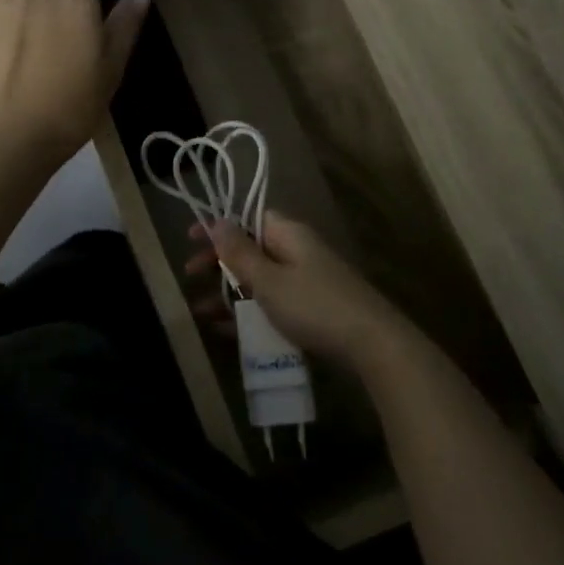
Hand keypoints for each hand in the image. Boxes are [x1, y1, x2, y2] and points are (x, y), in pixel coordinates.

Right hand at [186, 211, 418, 368]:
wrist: (373, 345)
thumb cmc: (314, 306)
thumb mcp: (269, 280)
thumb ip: (240, 253)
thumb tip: (217, 220)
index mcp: (289, 235)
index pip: (249, 218)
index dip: (219, 227)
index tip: (190, 239)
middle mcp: (298, 252)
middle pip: (251, 250)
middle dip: (219, 263)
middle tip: (190, 276)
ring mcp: (307, 283)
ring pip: (259, 281)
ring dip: (229, 293)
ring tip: (199, 311)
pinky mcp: (312, 311)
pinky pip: (272, 305)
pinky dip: (249, 313)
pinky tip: (225, 331)